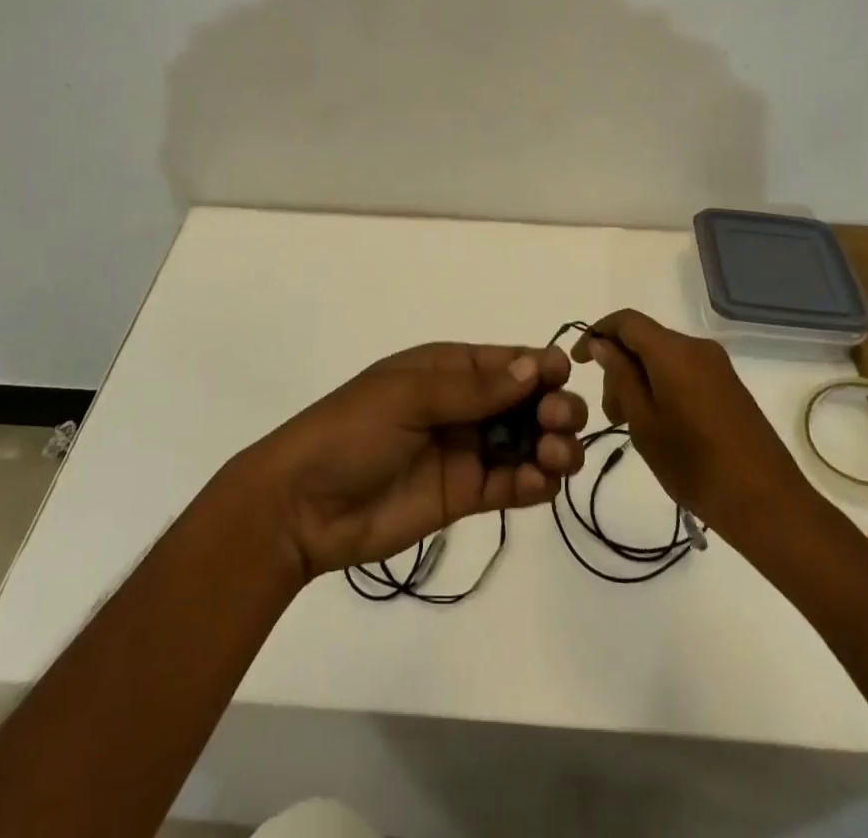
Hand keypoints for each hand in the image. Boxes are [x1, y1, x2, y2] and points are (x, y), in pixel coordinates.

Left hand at [242, 342, 588, 579]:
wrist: (304, 506)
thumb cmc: (352, 431)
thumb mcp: (407, 396)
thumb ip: (472, 389)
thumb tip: (534, 367)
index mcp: (447, 369)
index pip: (507, 361)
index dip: (541, 366)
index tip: (563, 377)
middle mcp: (464, 406)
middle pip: (527, 401)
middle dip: (553, 406)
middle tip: (557, 422)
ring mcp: (467, 451)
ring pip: (528, 442)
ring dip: (553, 446)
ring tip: (554, 457)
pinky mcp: (466, 495)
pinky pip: (512, 484)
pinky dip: (535, 483)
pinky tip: (539, 484)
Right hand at [572, 310, 813, 543]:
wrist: (768, 503)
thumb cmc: (696, 466)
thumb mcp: (644, 424)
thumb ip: (620, 377)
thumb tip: (602, 344)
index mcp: (673, 352)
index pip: (625, 321)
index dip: (596, 333)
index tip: (578, 363)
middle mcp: (697, 348)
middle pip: (645, 340)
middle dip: (619, 367)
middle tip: (612, 415)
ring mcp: (718, 366)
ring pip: (663, 357)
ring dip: (640, 380)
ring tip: (634, 426)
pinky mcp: (729, 386)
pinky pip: (684, 371)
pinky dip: (662, 386)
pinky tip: (661, 425)